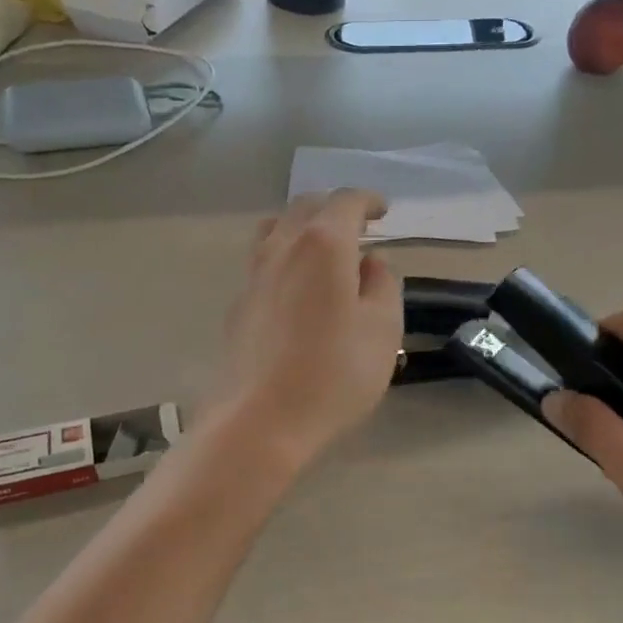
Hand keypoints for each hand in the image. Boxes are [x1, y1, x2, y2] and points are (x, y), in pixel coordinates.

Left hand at [212, 191, 402, 468]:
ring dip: (302, 226)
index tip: (384, 210)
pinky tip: (297, 286)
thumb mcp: (383, 329)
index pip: (345, 203)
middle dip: (334, 208)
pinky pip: (263, 261)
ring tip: (323, 248)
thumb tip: (369, 263)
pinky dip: (285, 255)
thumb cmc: (334, 374)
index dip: (367, 201)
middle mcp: (282, 248)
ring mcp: (253, 276)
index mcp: (323, 245)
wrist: (259, 421)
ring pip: (275, 229)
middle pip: (305, 207)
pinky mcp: (238, 305)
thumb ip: (383, 285)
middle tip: (358, 226)